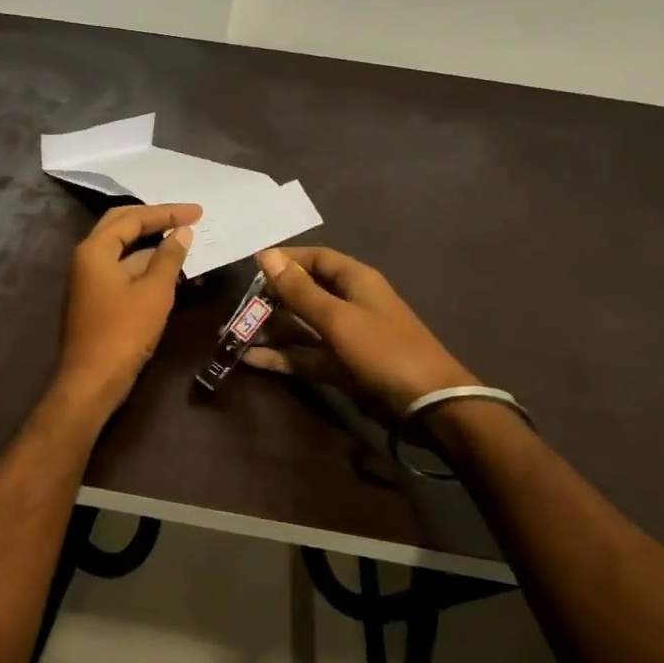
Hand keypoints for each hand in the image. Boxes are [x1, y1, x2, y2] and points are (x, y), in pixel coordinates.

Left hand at [53, 202, 199, 411]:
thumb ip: (169, 258)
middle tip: (187, 218)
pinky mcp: (95, 298)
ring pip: (121, 249)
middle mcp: (86, 258)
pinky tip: (167, 269)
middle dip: (155, 220)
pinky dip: (143, 265)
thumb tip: (182, 233)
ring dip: (151, 244)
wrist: (91, 381)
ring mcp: (88, 279)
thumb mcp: (154, 292)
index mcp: (95, 250)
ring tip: (183, 242)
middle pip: (121, 225)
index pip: (133, 218)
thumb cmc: (123, 333)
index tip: (198, 212)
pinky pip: (121, 269)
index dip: (167, 213)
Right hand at [244, 246, 474, 414]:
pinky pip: (306, 356)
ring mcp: (346, 338)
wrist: (430, 407)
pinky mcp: (342, 367)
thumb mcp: (338, 319)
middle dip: (271, 299)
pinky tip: (251, 360)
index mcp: (355, 281)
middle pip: (304, 293)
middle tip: (236, 307)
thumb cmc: (385, 351)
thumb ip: (299, 291)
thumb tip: (266, 255)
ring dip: (271, 330)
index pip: (316, 259)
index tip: (251, 268)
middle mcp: (349, 304)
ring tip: (232, 334)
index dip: (285, 260)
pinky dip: (282, 357)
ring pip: (301, 327)